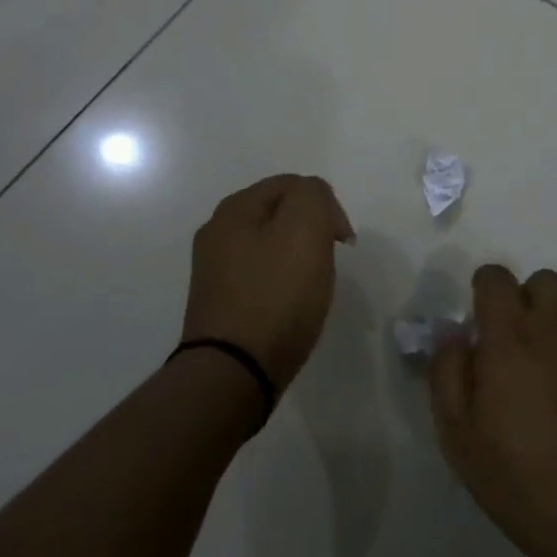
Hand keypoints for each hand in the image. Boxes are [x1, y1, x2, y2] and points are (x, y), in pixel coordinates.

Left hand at [182, 174, 353, 390]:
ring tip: (312, 287)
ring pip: (271, 247)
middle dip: (311, 231)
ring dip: (297, 259)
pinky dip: (281, 285)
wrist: (233, 372)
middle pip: (280, 214)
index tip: (342, 241)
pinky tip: (290, 307)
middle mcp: (217, 233)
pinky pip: (260, 278)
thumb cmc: (275, 295)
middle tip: (328, 262)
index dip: (326, 205)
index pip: (292, 184)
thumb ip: (314, 196)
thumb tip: (315, 199)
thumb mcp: (305, 228)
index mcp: (235, 209)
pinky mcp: (219, 304)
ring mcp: (214, 270)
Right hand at [431, 265, 556, 556]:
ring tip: (545, 399)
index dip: (484, 290)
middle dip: (525, 299)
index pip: (497, 278)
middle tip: (513, 346)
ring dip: (552, 341)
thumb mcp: (458, 436)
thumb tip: (455, 335)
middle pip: (545, 282)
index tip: (479, 322)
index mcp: (512, 340)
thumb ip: (448, 372)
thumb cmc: (519, 482)